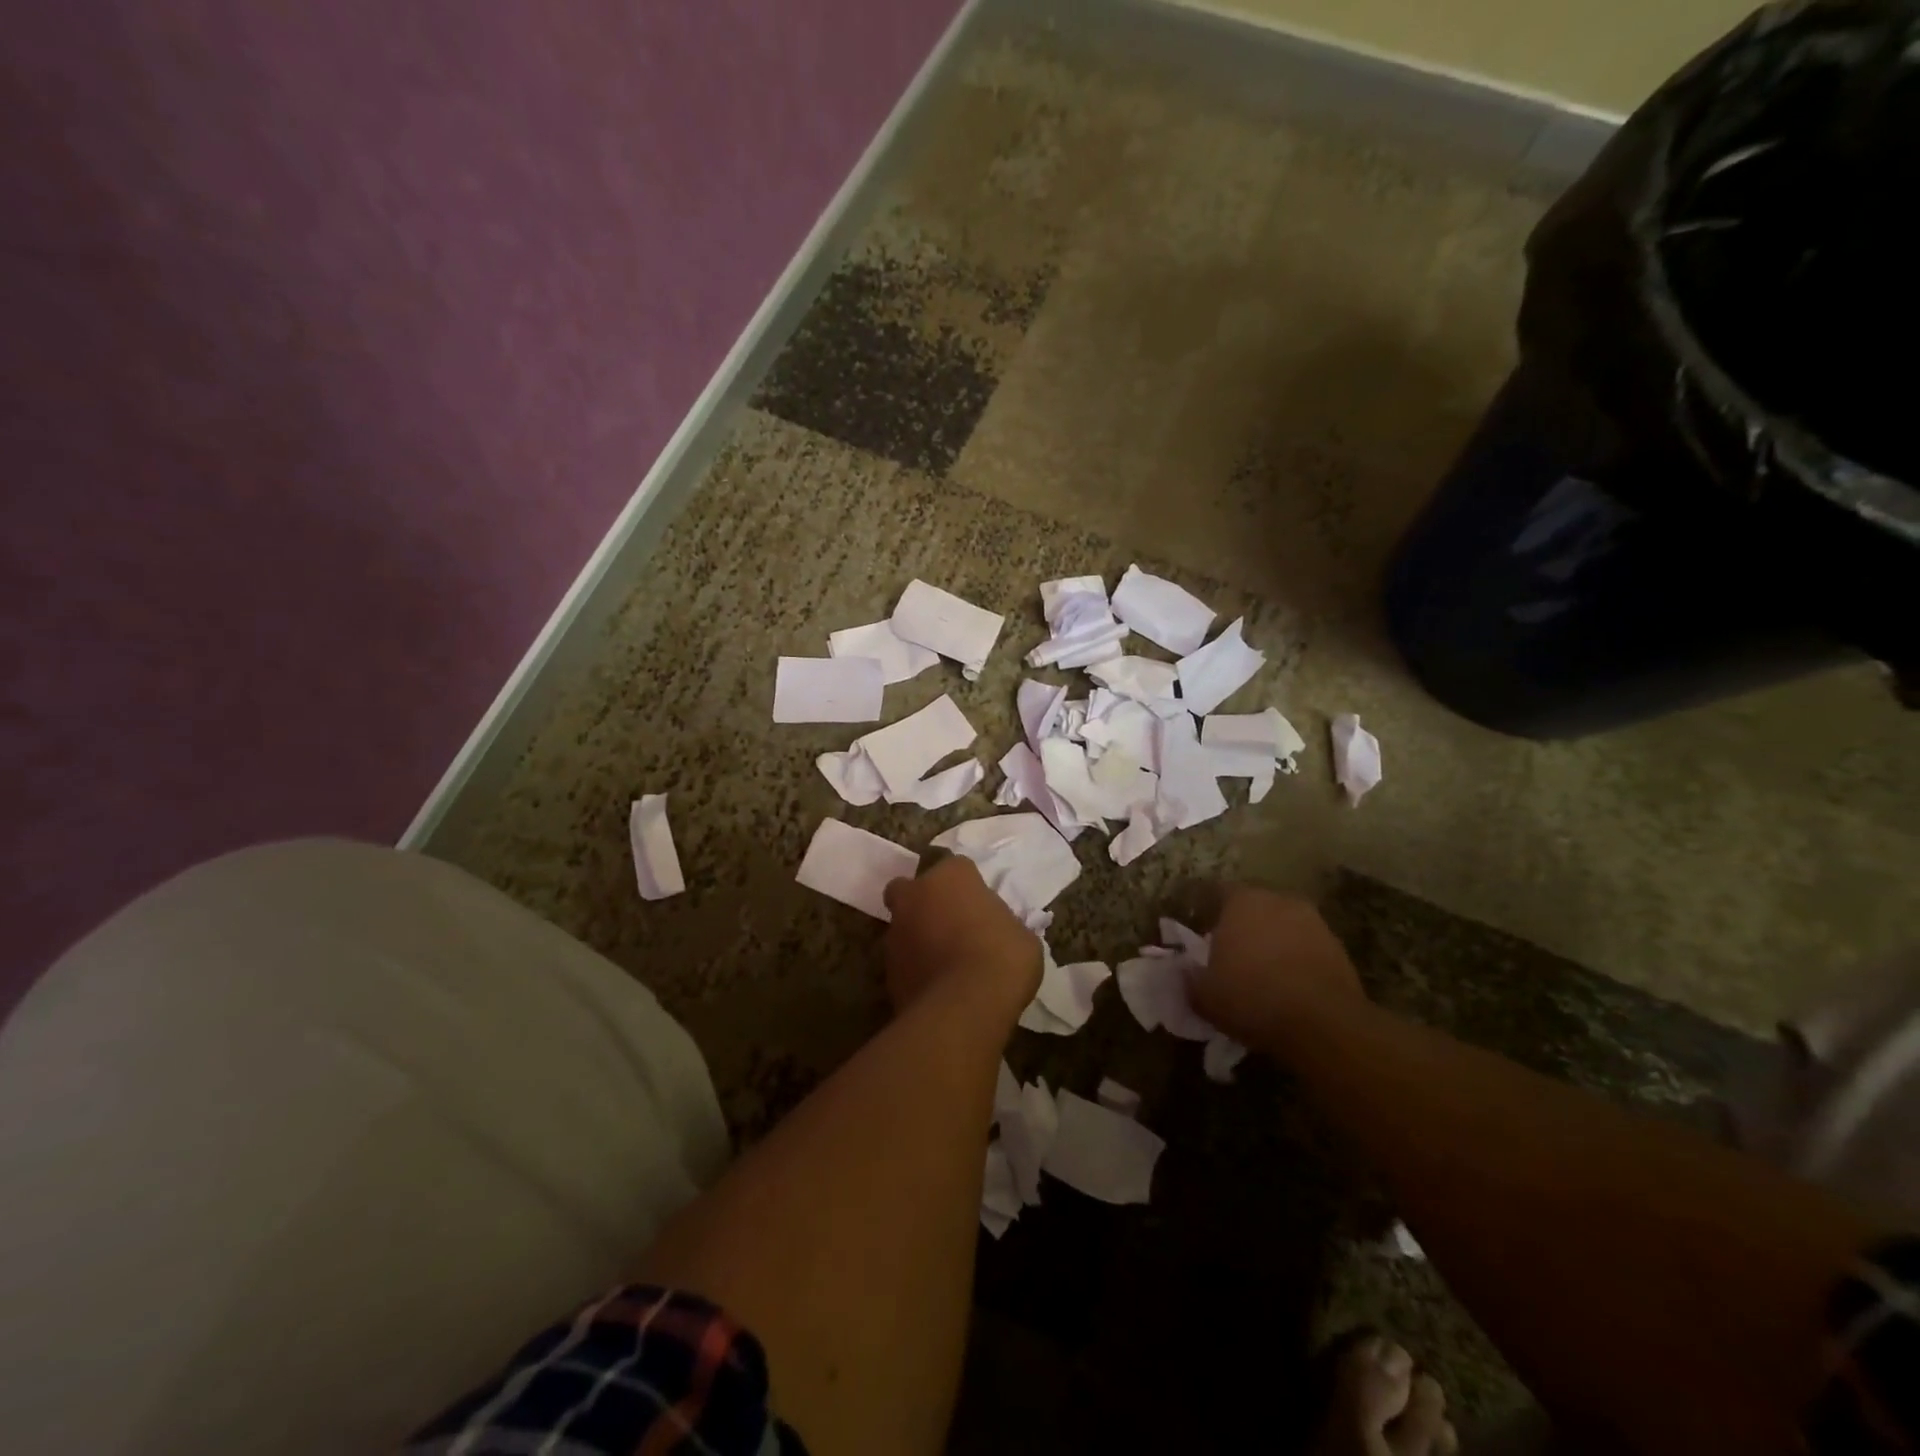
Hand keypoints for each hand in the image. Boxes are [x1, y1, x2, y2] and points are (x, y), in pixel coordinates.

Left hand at [882, 856, 1040, 1018]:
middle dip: (923, 901)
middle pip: (911, 889)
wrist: (964, 1007)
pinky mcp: (886, 969)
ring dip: (917, 937)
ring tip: (944, 963)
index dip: (968, 887)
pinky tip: (936, 987)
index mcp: (952, 876)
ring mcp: (896, 932)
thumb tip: (994, 932)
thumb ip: (1002, 924)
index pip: (957, 868)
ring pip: (902, 926)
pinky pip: (903, 961)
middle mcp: (916, 895)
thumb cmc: (1002, 959)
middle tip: (947, 924)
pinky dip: (914, 968)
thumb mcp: (1021, 936)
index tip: (980, 907)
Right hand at [1192, 887, 1366, 1049]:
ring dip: (1272, 942)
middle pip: (1253, 906)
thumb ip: (1190, 977)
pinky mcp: (1338, 948)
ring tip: (1262, 973)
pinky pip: (1306, 947)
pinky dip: (1296, 961)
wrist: (1324, 1025)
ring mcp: (1313, 922)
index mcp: (1241, 900)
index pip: (1216, 892)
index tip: (1200, 937)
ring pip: (1282, 925)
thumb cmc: (1252, 998)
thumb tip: (1185, 971)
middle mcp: (1278, 900)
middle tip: (1230, 954)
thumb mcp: (1204, 995)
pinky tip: (1289, 987)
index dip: (1206, 913)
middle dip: (1242, 926)